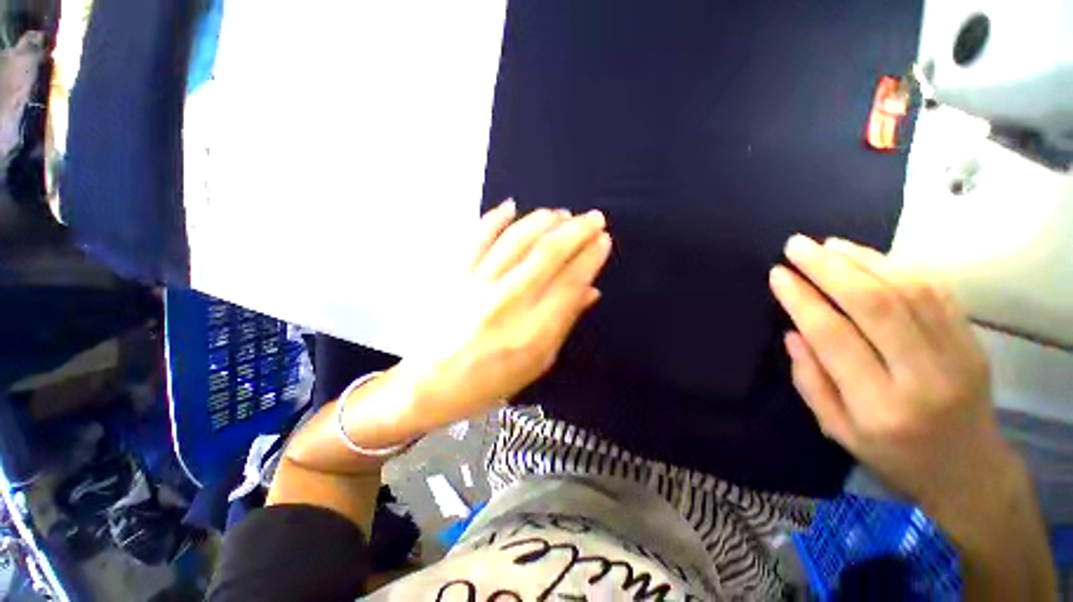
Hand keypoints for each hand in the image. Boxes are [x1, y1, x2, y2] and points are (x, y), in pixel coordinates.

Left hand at [398, 200, 611, 432]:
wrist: (431, 385)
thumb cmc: (490, 382)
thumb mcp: (537, 363)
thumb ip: (564, 322)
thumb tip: (590, 290)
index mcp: (533, 331)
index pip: (570, 282)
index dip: (591, 257)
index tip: (603, 241)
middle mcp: (508, 302)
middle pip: (548, 254)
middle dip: (576, 230)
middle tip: (593, 217)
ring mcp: (478, 284)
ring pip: (516, 239)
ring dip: (543, 221)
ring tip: (561, 213)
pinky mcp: (456, 276)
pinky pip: (476, 238)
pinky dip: (494, 218)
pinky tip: (510, 206)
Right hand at [769, 235, 1014, 517]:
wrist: (968, 470)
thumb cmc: (893, 455)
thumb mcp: (837, 430)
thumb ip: (810, 381)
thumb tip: (793, 333)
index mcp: (880, 406)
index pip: (834, 337)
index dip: (802, 299)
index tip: (778, 274)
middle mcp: (923, 376)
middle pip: (876, 304)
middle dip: (830, 268)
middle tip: (797, 246)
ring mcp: (957, 353)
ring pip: (909, 289)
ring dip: (864, 259)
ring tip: (828, 245)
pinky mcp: (973, 339)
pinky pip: (937, 289)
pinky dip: (900, 265)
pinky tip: (871, 256)